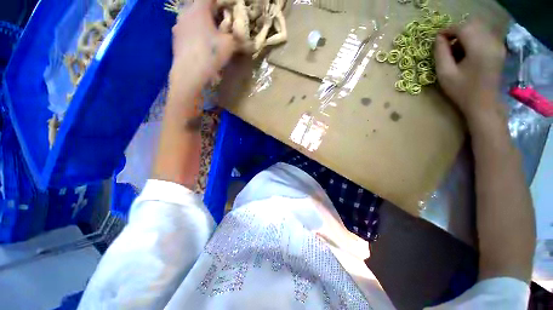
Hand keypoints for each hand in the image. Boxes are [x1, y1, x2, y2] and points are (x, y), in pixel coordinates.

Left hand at [170, 0, 234, 90]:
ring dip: (201, 22)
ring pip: (191, 18)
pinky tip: (200, 44)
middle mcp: (185, 13)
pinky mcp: (175, 38)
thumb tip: (247, 40)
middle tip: (220, 21)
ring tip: (210, 33)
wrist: (189, 73)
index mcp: (199, 8)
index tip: (226, 8)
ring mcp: (178, 26)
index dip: (219, 2)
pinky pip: (187, 29)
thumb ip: (238, 38)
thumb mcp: (229, 45)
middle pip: (198, 6)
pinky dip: (194, 32)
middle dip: (210, 12)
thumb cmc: (210, 54)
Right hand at [434, 20, 505, 117]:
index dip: (448, 30)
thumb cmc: (462, 91)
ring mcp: (498, 46)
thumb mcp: (445, 74)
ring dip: (465, 36)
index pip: (463, 28)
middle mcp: (492, 43)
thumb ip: (441, 54)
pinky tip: (466, 53)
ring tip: (455, 51)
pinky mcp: (499, 50)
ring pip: (479, 30)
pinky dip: (473, 40)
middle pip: (472, 25)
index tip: (437, 39)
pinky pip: (484, 36)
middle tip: (446, 45)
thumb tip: (438, 38)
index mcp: (479, 48)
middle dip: (457, 31)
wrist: (483, 105)